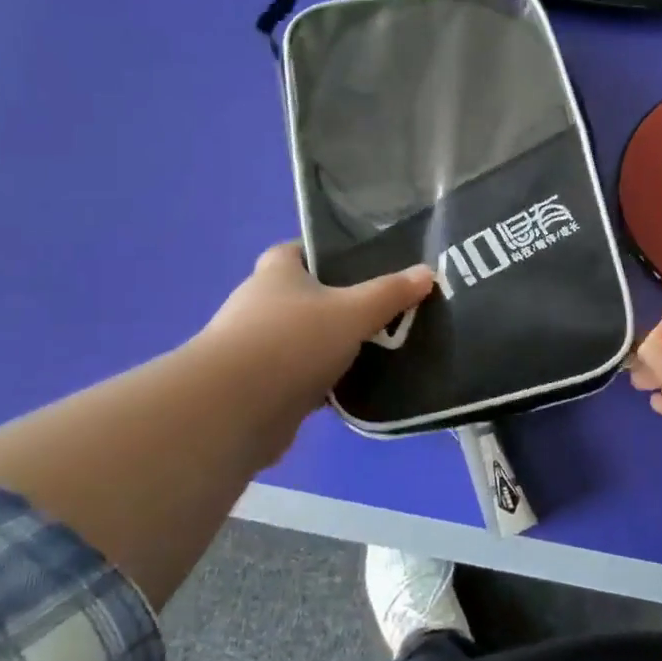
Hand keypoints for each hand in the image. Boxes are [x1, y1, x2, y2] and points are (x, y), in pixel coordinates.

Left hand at [199, 242, 434, 420]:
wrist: (233, 410)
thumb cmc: (292, 341)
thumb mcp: (353, 311)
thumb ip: (390, 293)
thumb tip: (427, 272)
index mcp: (276, 274)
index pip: (297, 250)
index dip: (324, 253)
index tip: (359, 264)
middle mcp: (258, 305)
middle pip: (302, 296)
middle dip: (335, 303)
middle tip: (379, 309)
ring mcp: (253, 349)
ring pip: (300, 339)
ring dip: (327, 346)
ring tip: (374, 350)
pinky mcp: (256, 389)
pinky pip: (297, 377)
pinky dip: (319, 382)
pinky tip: (351, 389)